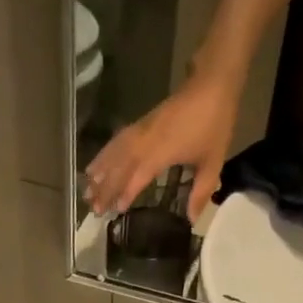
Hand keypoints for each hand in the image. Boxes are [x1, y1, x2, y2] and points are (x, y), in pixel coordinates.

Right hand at [84, 69, 241, 221]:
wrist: (213, 81)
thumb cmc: (215, 122)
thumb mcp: (213, 162)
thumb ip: (200, 192)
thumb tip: (191, 220)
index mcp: (163, 150)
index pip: (139, 174)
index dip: (127, 192)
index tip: (116, 209)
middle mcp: (148, 139)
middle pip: (121, 164)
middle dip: (106, 186)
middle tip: (93, 207)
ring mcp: (143, 128)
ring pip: (116, 151)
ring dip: (101, 170)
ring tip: (87, 188)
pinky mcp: (143, 122)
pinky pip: (119, 139)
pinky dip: (106, 152)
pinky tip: (98, 163)